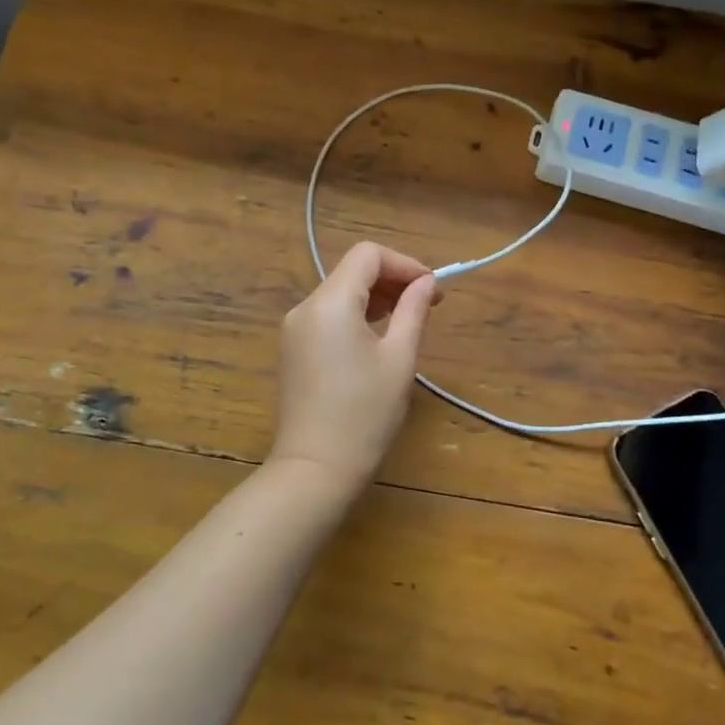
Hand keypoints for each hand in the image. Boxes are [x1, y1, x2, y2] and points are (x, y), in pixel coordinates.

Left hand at [271, 242, 439, 493]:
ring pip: (340, 292)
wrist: (314, 470)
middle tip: (428, 304)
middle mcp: (306, 307)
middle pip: (352, 271)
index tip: (432, 289)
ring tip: (408, 320)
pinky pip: (328, 315)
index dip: (404, 264)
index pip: (368, 255)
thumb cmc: (364, 414)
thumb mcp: (399, 359)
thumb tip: (426, 282)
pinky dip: (356, 315)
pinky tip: (378, 337)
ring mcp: (294, 328)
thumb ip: (413, 311)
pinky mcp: (292, 349)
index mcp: (331, 302)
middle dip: (392, 279)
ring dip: (376, 297)